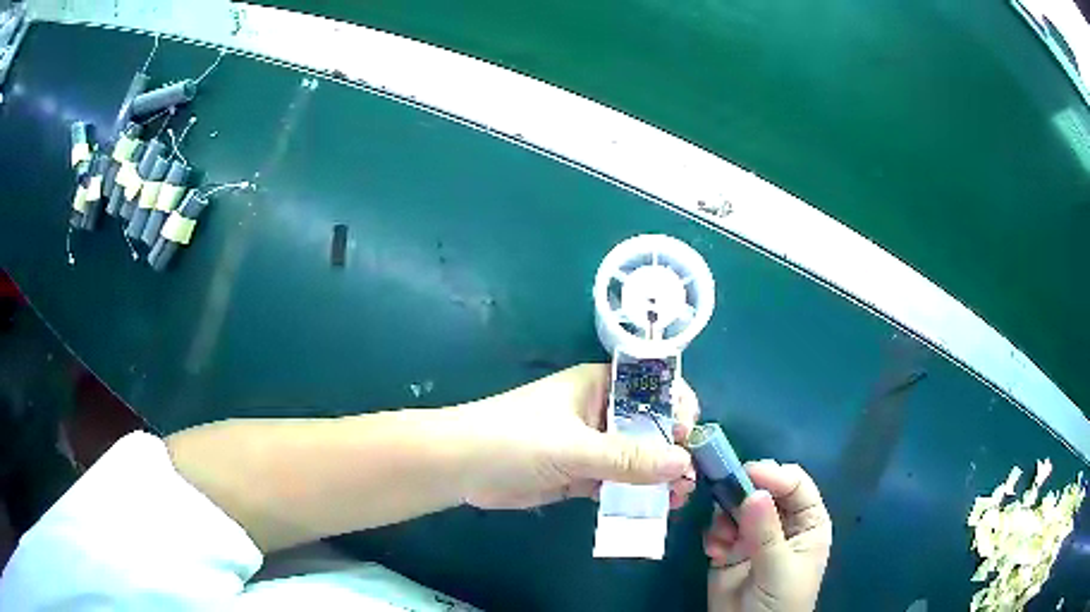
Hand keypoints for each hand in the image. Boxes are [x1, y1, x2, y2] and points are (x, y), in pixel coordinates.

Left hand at [453, 363, 698, 509]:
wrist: (461, 467)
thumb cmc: (516, 440)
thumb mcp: (575, 447)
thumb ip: (628, 458)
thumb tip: (683, 462)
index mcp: (599, 386)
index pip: (652, 387)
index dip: (676, 406)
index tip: (687, 436)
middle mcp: (600, 412)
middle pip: (648, 426)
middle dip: (672, 450)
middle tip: (688, 480)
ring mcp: (589, 445)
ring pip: (635, 458)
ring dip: (657, 476)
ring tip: (676, 499)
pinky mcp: (578, 473)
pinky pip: (615, 481)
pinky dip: (632, 493)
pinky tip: (650, 508)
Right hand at [704, 461, 831, 611]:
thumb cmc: (780, 602)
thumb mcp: (778, 568)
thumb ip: (766, 532)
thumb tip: (754, 492)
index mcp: (807, 522)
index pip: (795, 485)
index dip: (775, 476)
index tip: (748, 474)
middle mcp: (782, 522)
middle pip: (765, 489)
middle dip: (744, 492)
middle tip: (725, 497)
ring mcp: (755, 534)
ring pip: (738, 505)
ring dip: (725, 516)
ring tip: (721, 538)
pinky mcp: (730, 548)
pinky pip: (719, 527)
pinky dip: (714, 534)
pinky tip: (714, 552)